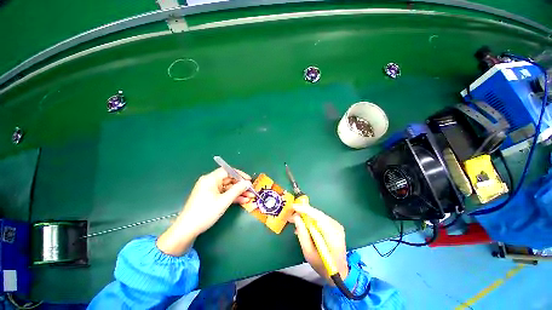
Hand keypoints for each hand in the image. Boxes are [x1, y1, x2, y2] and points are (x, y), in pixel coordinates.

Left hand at [157, 168, 253, 255]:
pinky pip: (224, 194)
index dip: (239, 174)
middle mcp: (210, 182)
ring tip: (250, 197)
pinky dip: (233, 197)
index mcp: (210, 179)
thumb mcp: (224, 201)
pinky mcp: (211, 197)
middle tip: (251, 190)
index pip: (228, 171)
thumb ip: (237, 190)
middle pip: (229, 180)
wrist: (187, 230)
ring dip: (239, 192)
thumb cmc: (206, 212)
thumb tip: (248, 183)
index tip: (249, 180)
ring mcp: (210, 190)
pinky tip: (243, 200)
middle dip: (241, 185)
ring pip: (228, 188)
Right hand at [291, 204, 348, 284]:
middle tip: (291, 214)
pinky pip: (320, 218)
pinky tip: (304, 225)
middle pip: (318, 214)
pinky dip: (311, 219)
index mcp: (333, 236)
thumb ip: (302, 234)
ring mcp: (336, 225)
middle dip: (303, 212)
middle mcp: (336, 227)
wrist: (338, 272)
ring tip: (295, 220)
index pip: (318, 217)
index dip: (305, 210)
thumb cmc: (322, 266)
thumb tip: (296, 217)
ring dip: (306, 215)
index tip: (293, 207)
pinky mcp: (334, 225)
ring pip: (318, 215)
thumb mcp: (309, 253)